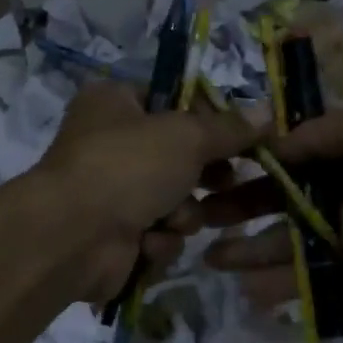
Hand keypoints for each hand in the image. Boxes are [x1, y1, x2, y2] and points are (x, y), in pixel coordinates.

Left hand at [37, 82, 263, 300]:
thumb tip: (269, 111)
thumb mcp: (187, 136)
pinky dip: (158, 239)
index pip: (173, 101)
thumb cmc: (127, 166)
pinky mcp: (113, 236)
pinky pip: (157, 233)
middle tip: (225, 182)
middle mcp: (108, 142)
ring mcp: (109, 192)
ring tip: (172, 218)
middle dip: (201, 177)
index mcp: (114, 102)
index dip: (208, 120)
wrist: (73, 236)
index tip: (240, 137)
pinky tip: (147, 242)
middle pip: (177, 156)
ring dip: (181, 213)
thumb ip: (229, 127)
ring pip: (173, 201)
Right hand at [202, 104, 342, 304]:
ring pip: (289, 240)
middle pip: (281, 198)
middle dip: (240, 206)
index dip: (252, 162)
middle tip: (199, 217)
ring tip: (208, 257)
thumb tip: (272, 144)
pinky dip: (280, 284)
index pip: (288, 154)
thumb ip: (318, 134)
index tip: (213, 168)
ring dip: (250, 248)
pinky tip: (245, 290)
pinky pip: (313, 276)